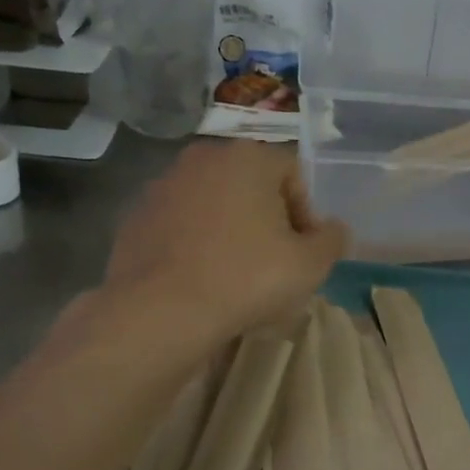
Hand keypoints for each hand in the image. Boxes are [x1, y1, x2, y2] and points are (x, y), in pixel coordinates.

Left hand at [103, 139, 347, 337]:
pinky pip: (182, 226)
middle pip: (253, 187)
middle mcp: (203, 158)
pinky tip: (202, 280)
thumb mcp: (310, 265)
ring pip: (215, 205)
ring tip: (238, 276)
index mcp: (248, 157)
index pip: (294, 175)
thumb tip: (333, 230)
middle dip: (269, 221)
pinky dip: (197, 244)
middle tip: (276, 264)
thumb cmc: (246, 278)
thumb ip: (332, 240)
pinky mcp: (136, 217)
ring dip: (232, 232)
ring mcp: (163, 185)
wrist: (160, 312)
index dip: (307, 215)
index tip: (305, 253)